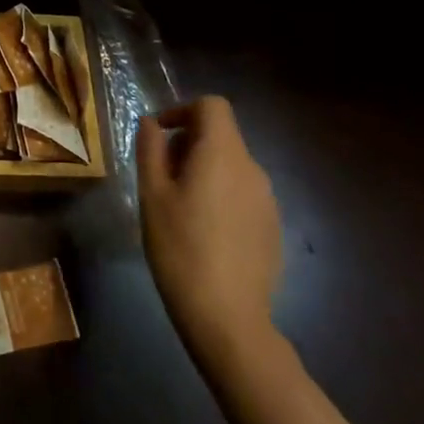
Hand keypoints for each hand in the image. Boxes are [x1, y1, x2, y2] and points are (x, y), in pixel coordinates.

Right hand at [138, 97, 281, 359]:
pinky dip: (221, 194)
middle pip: (222, 135)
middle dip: (188, 143)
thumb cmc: (180, 247)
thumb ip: (151, 149)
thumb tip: (152, 123)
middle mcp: (252, 169)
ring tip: (177, 204)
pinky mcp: (272, 228)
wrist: (227, 317)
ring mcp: (268, 201)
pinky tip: (203, 231)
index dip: (183, 110)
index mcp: (222, 154)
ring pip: (232, 166)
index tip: (159, 134)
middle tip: (159, 174)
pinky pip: (243, 194)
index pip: (212, 106)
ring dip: (204, 169)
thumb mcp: (152, 194)